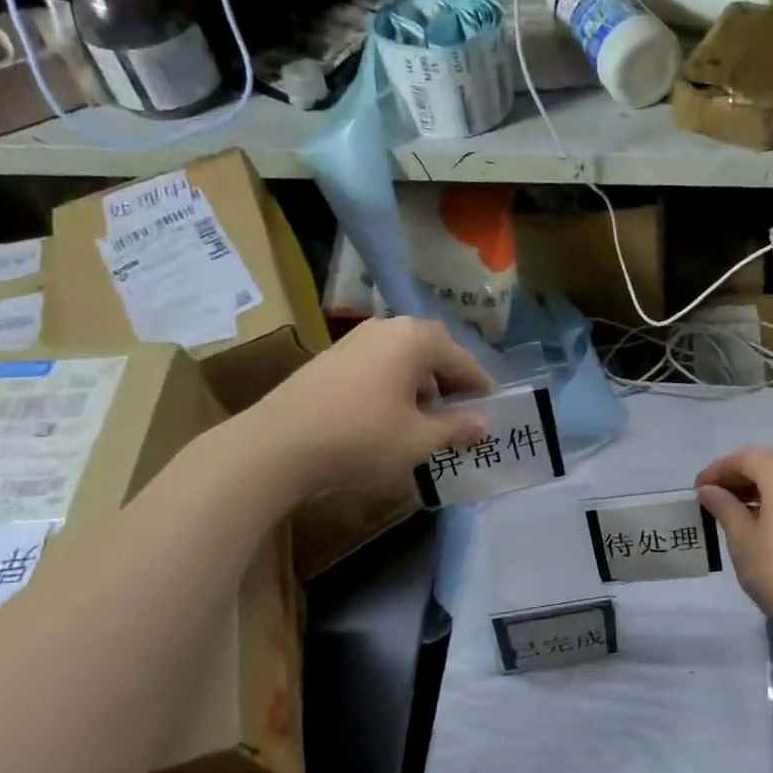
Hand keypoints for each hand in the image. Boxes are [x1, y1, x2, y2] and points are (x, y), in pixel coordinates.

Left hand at [242, 317, 492, 498]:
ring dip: (423, 384)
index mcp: (416, 339)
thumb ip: (457, 428)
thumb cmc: (362, 438)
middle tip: (463, 413)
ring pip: (405, 358)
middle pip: (434, 352)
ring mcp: (356, 339)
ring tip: (428, 418)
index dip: (482, 388)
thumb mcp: (419, 440)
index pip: (464, 361)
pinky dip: (396, 385)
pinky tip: (391, 415)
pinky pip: (380, 365)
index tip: (495, 410)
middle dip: (452, 382)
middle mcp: (389, 328)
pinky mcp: (333, 357)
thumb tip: (483, 423)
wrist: (277, 445)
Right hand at [697, 446, 772, 638]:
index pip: (743, 458)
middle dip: (737, 480)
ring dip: (757, 492)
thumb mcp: (742, 538)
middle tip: (712, 500)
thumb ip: (723, 507)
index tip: (697, 490)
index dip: (716, 471)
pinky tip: (761, 525)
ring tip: (733, 514)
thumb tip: (709, 490)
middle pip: (766, 465)